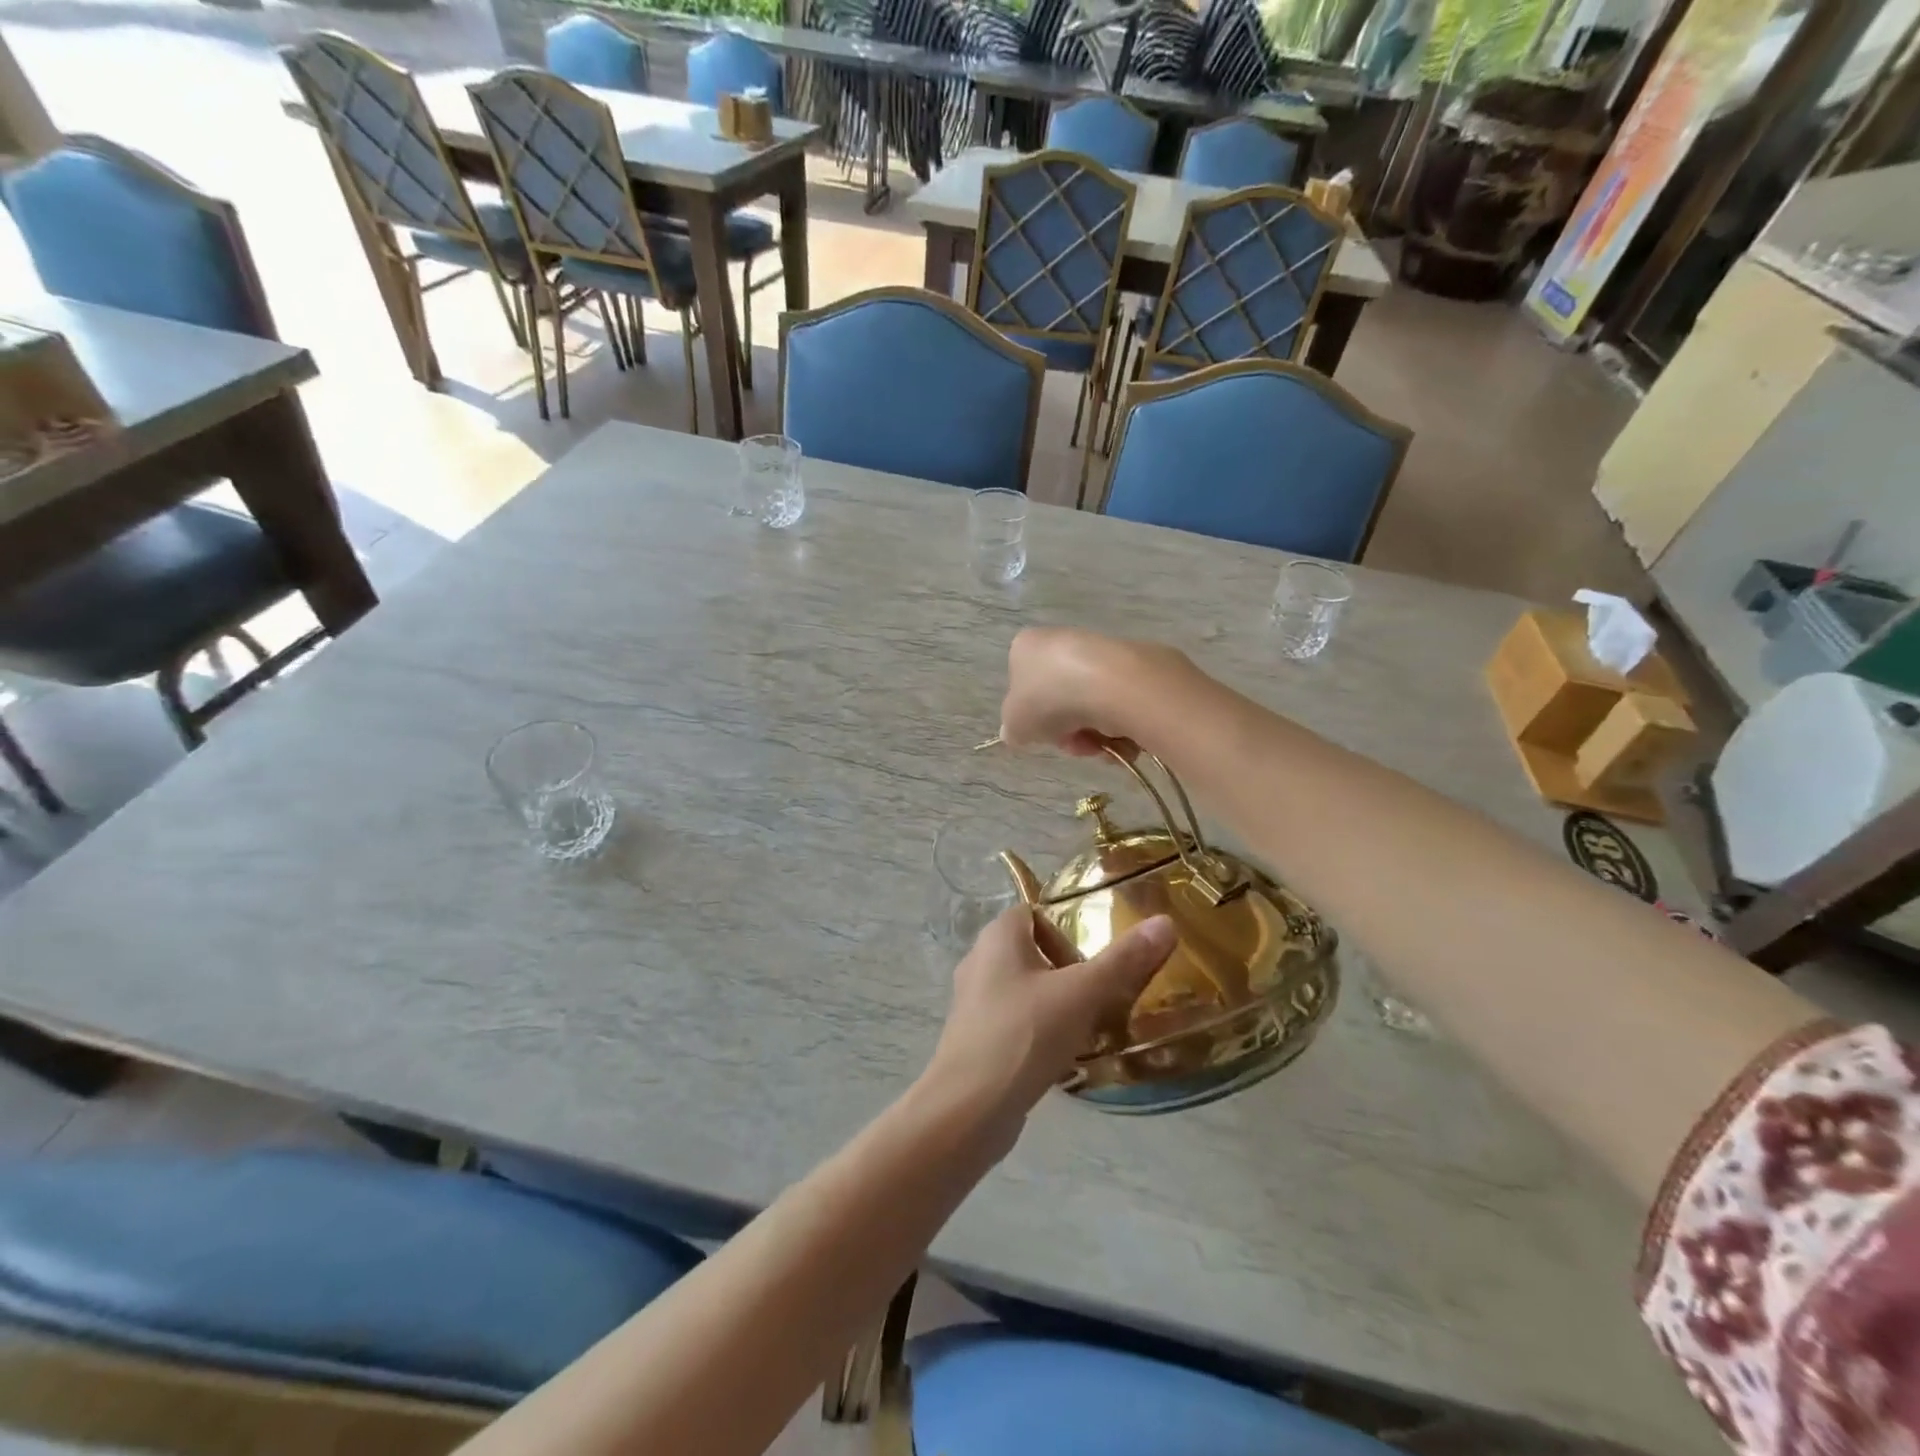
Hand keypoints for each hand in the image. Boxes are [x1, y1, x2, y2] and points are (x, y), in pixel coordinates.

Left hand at [923, 907, 1176, 1154]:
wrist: (968, 1109)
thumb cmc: (1024, 1034)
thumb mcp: (1082, 993)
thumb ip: (1124, 959)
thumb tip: (1165, 922)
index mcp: (997, 937)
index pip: (1035, 913)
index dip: (1068, 929)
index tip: (1099, 957)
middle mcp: (980, 961)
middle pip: (1034, 952)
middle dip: (1071, 970)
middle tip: (1105, 993)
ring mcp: (974, 1003)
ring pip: (1026, 990)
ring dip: (1058, 1004)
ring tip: (1093, 1026)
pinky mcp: (976, 1040)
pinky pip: (1017, 1022)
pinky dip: (1042, 1032)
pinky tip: (1067, 1056)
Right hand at [1000, 628, 1190, 758]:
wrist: (1112, 684)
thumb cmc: (1051, 699)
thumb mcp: (1016, 724)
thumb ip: (1013, 730)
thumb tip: (1016, 732)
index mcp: (1027, 647)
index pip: (1022, 685)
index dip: (1033, 717)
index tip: (1044, 735)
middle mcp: (1062, 641)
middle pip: (1060, 699)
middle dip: (1067, 729)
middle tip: (1075, 744)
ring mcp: (1099, 650)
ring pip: (1090, 704)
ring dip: (1094, 732)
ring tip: (1102, 745)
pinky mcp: (1133, 662)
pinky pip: (1119, 701)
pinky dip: (1120, 723)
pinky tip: (1123, 736)